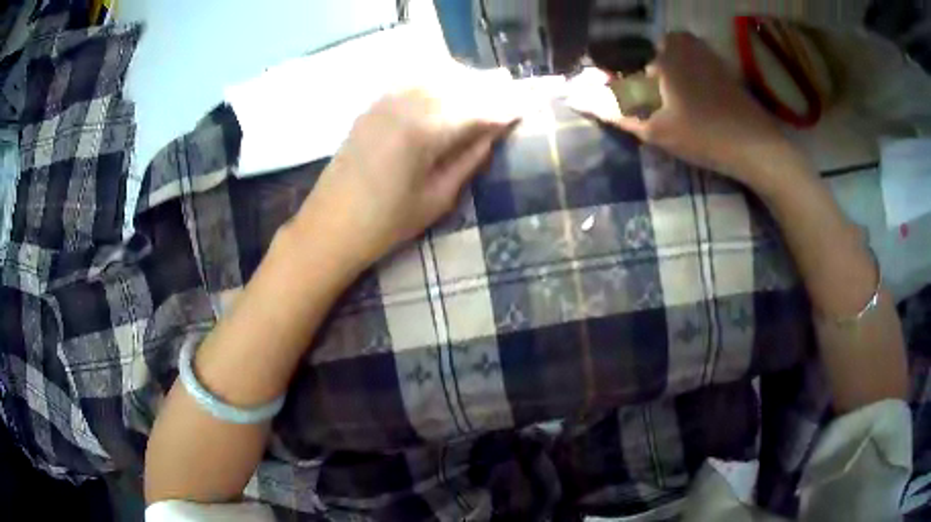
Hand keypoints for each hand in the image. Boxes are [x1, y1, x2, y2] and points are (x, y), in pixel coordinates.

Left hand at [294, 68, 521, 270]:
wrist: (330, 225)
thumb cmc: (386, 223)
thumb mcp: (438, 198)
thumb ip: (469, 159)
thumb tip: (494, 132)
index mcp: (426, 131)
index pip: (478, 108)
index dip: (505, 106)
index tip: (526, 105)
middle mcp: (406, 104)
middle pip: (458, 83)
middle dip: (488, 85)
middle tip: (511, 87)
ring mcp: (385, 101)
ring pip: (435, 75)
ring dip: (463, 77)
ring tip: (484, 85)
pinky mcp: (373, 105)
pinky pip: (412, 80)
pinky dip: (435, 78)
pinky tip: (447, 85)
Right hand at [568, 32, 799, 185]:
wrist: (757, 147)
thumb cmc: (704, 136)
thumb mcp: (653, 127)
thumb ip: (611, 108)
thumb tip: (573, 95)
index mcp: (659, 48)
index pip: (618, 58)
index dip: (611, 82)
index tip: (617, 105)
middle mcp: (677, 39)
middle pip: (639, 58)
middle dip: (634, 83)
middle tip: (646, 114)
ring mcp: (699, 48)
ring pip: (661, 62)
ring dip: (654, 84)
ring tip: (666, 113)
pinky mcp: (714, 61)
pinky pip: (681, 65)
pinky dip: (674, 82)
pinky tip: (685, 105)